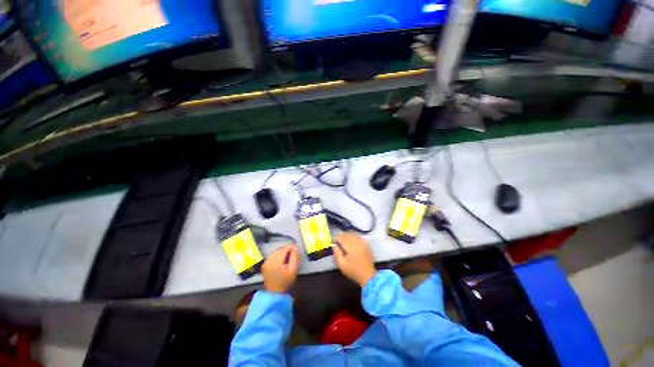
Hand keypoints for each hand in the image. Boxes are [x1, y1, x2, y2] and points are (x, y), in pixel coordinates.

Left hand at [262, 244, 299, 292]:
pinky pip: (270, 256)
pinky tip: (281, 259)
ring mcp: (265, 262)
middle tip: (293, 250)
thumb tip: (295, 248)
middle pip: (278, 250)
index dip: (290, 247)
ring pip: (273, 253)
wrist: (275, 292)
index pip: (283, 250)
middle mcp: (269, 260)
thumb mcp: (293, 271)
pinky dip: (276, 255)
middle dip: (285, 249)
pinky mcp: (264, 265)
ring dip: (281, 252)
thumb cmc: (285, 282)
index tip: (296, 246)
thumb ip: (294, 259)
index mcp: (276, 262)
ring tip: (288, 254)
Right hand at [333, 233, 376, 286]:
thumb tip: (334, 246)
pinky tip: (351, 242)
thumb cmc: (354, 271)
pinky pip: (359, 237)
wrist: (368, 275)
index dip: (336, 238)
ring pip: (354, 234)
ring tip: (343, 241)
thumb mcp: (342, 265)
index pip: (342, 238)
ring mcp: (364, 243)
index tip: (332, 241)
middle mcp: (358, 243)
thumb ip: (337, 254)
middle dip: (341, 236)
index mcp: (352, 247)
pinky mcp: (367, 245)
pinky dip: (354, 237)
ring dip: (347, 236)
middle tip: (336, 242)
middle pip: (348, 235)